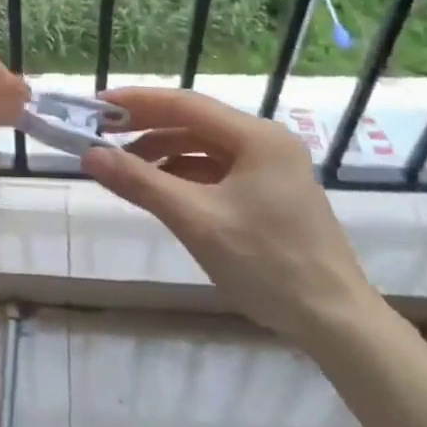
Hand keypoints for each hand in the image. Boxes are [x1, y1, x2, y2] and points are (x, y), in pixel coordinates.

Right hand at [82, 88, 380, 343]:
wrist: (336, 323)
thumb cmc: (267, 264)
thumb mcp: (197, 221)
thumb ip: (141, 183)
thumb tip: (90, 156)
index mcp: (256, 137)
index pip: (184, 104)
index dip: (136, 102)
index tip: (96, 106)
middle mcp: (265, 142)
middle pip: (194, 122)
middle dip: (146, 127)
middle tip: (101, 133)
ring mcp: (271, 167)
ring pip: (204, 147)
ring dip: (163, 153)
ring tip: (124, 166)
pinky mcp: (270, 193)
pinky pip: (217, 170)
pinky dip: (185, 174)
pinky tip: (161, 189)